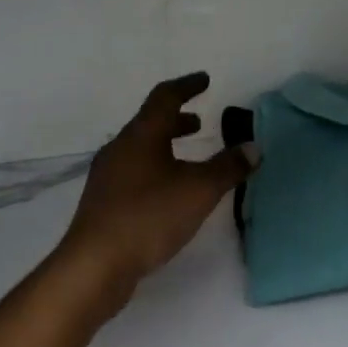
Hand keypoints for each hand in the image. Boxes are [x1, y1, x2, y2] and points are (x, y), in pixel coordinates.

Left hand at [58, 74, 253, 297]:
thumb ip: (228, 167)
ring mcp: (107, 176)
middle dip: (177, 119)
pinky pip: (134, 171)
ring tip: (189, 156)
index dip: (187, 86)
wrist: (94, 266)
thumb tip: (253, 147)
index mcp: (142, 135)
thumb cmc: (149, 216)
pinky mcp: (103, 202)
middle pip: (150, 122)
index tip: (205, 80)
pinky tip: (168, 190)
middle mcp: (120, 148)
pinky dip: (156, 167)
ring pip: (141, 148)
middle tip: (200, 121)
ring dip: (166, 144)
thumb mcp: (200, 190)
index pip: (165, 97)